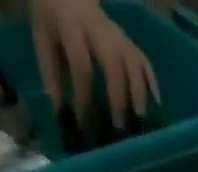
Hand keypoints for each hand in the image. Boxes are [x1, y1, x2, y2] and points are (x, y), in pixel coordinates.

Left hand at [32, 0, 157, 129]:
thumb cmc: (50, 18)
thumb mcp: (42, 40)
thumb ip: (52, 75)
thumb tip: (63, 115)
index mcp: (70, 25)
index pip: (81, 64)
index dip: (83, 97)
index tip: (83, 124)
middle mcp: (97, 27)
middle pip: (114, 61)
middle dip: (118, 96)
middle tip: (119, 127)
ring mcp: (115, 31)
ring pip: (132, 60)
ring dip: (138, 91)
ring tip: (139, 119)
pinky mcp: (126, 38)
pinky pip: (142, 58)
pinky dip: (151, 80)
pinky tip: (155, 103)